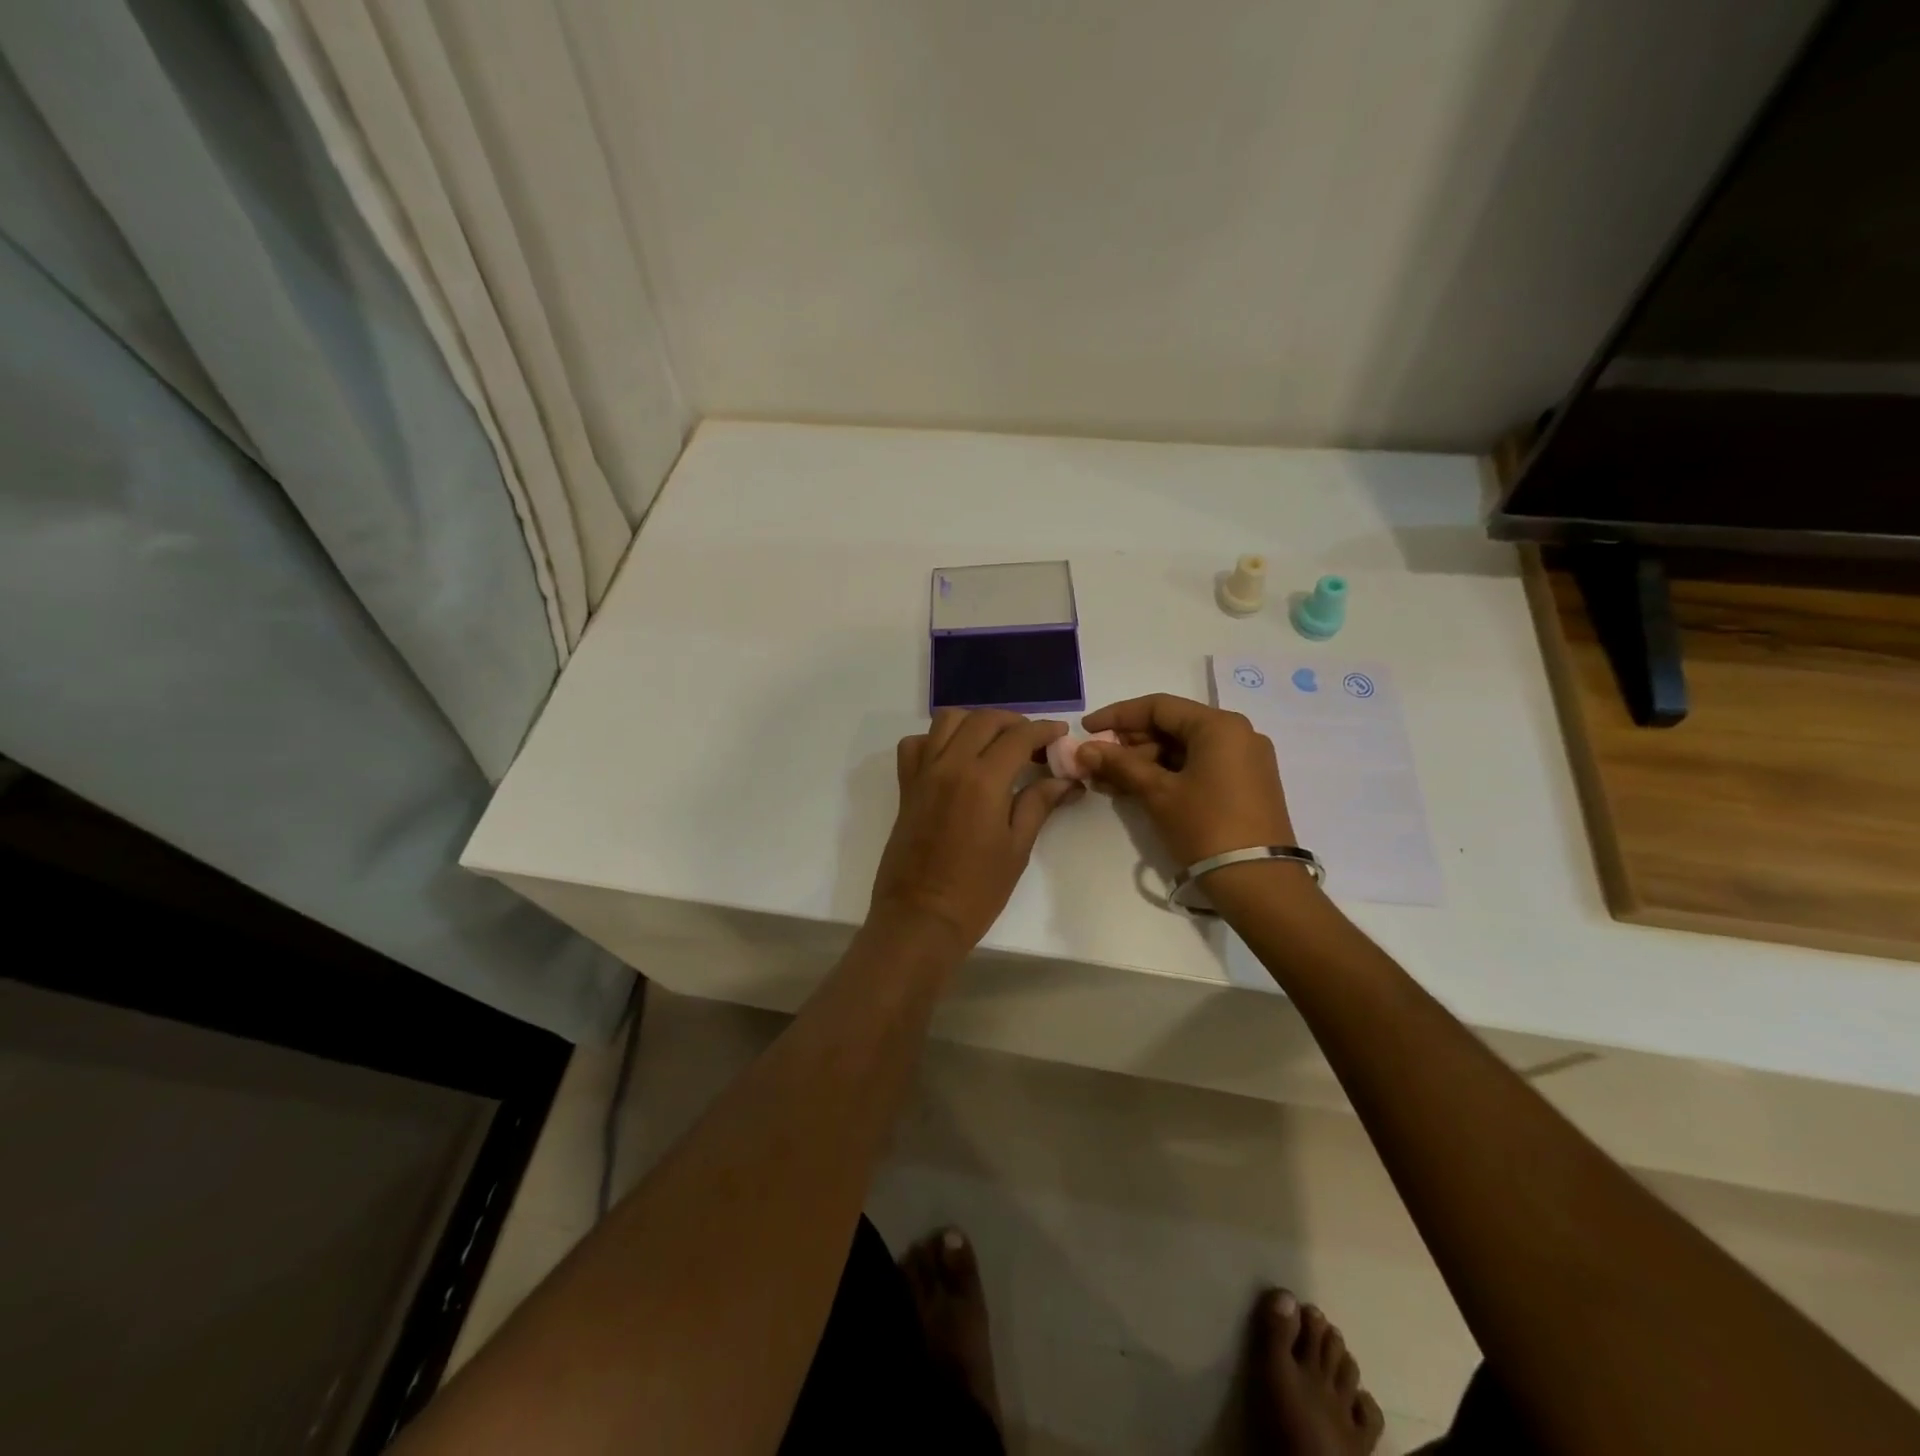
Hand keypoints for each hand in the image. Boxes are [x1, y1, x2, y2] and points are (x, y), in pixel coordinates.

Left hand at [870, 709, 1085, 950]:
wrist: (920, 918)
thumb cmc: (976, 890)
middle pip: (984, 720)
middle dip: (1014, 722)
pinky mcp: (906, 787)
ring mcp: (923, 773)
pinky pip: (916, 744)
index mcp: (983, 779)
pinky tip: (954, 758)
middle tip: (1034, 742)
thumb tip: (1068, 781)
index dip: (1044, 730)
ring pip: (947, 721)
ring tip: (996, 743)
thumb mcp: (1017, 847)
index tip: (1061, 734)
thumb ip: (1039, 804)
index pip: (1018, 736)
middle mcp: (950, 765)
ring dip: (976, 722)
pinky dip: (936, 739)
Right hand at [1079, 694, 1295, 865]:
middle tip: (1095, 763)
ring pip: (1183, 750)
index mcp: (1219, 725)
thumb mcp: (1158, 793)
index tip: (1086, 729)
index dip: (1117, 716)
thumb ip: (1120, 765)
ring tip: (1108, 782)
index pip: (1158, 707)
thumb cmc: (1206, 827)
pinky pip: (1198, 767)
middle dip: (1129, 744)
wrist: (1260, 884)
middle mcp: (1237, 734)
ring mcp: (1244, 760)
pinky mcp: (1245, 785)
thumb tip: (1083, 749)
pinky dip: (1167, 775)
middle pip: (1171, 727)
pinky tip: (1136, 790)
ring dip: (1144, 762)